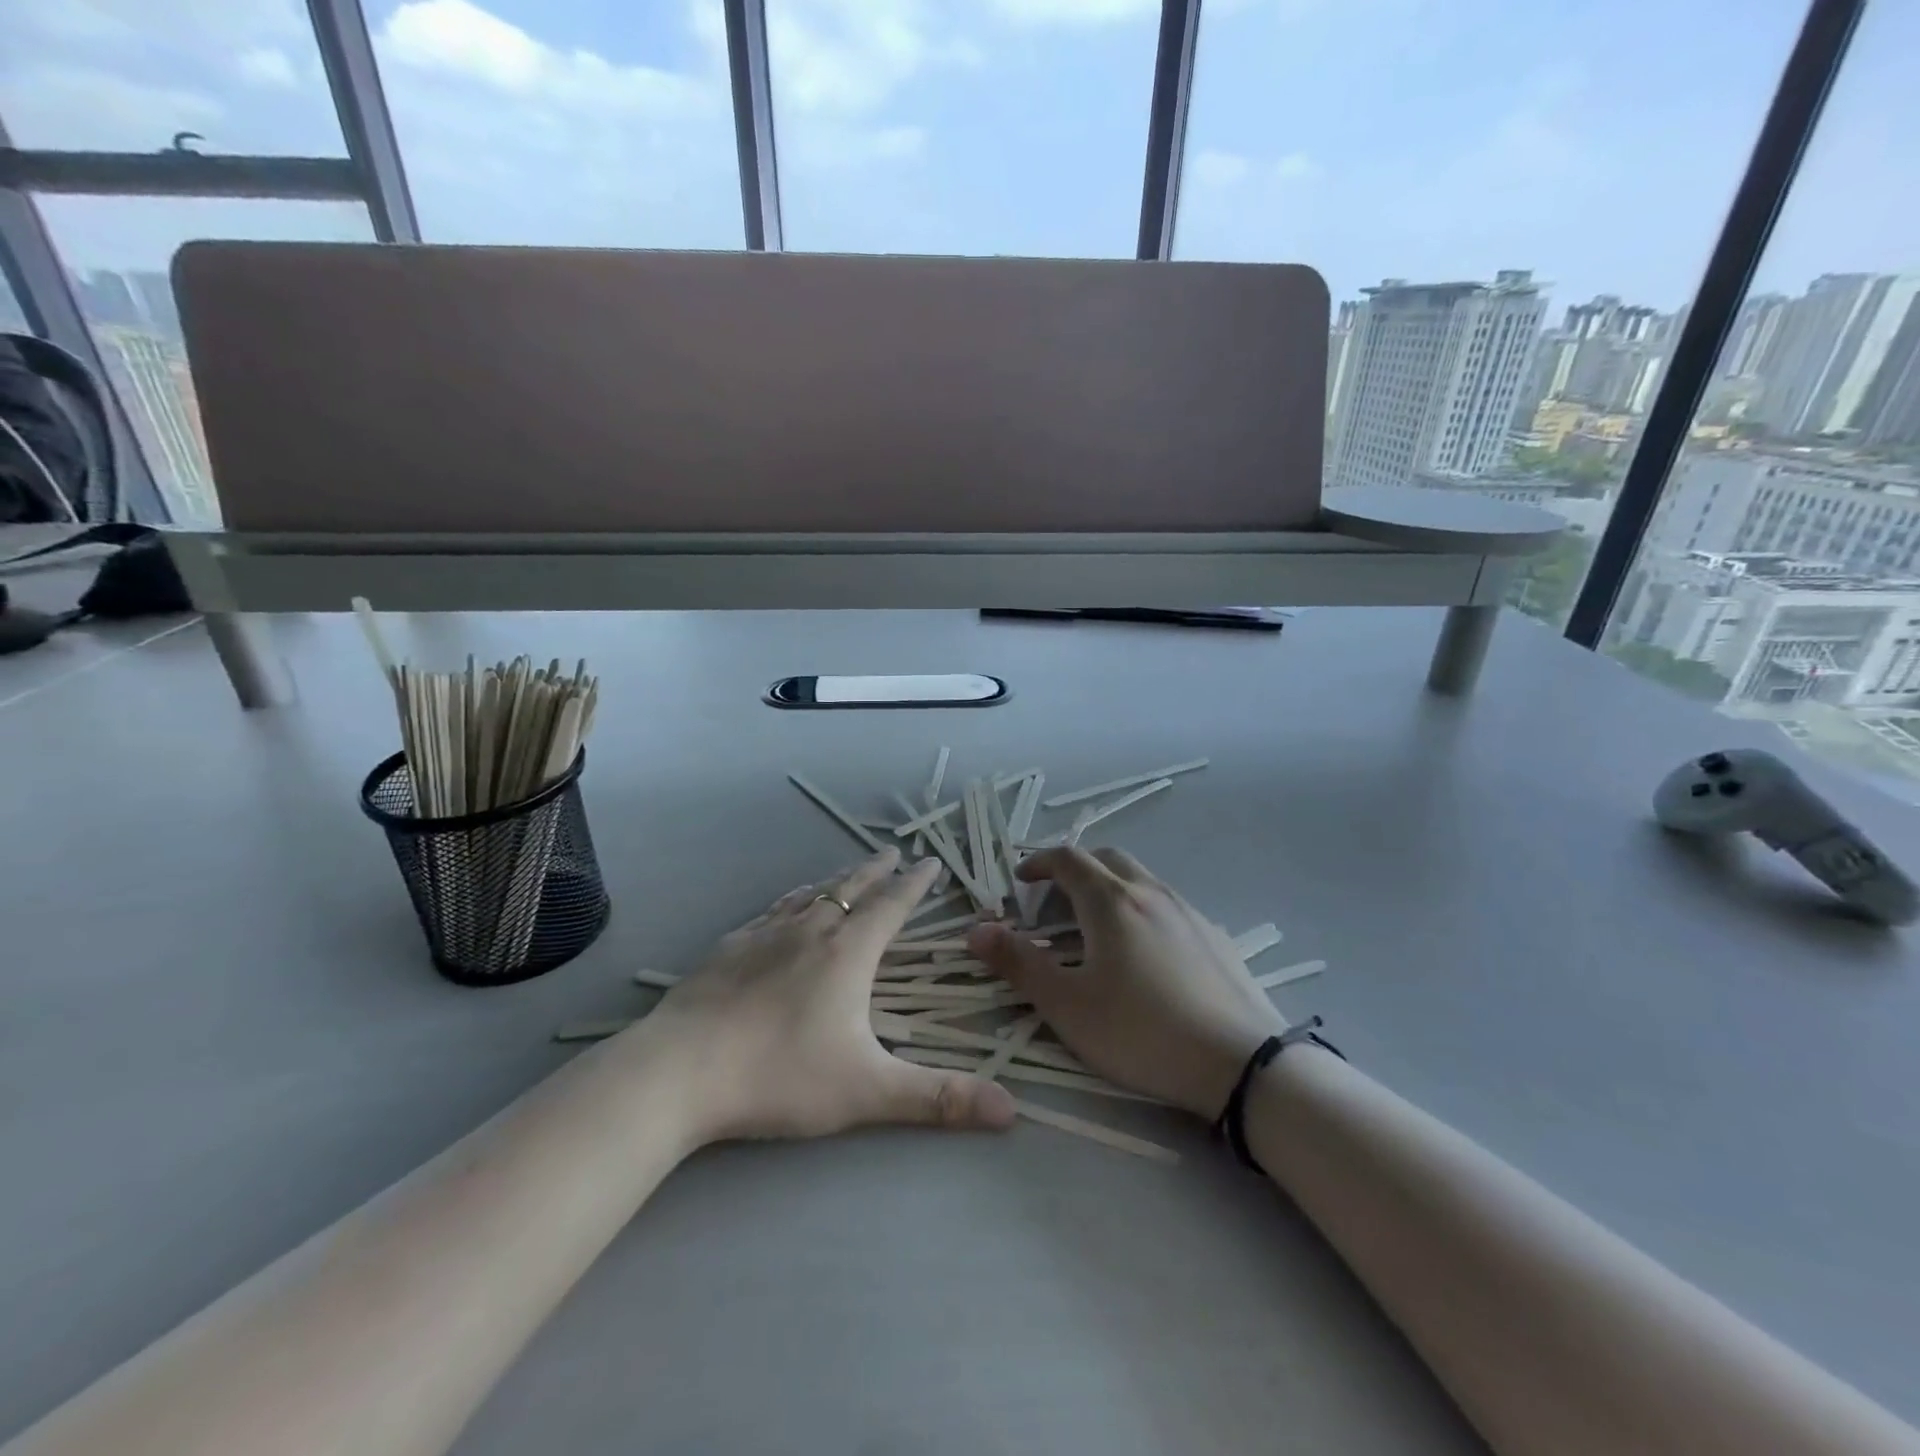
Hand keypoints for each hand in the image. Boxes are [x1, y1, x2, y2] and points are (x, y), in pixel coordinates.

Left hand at [645, 848, 1016, 1144]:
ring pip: (810, 895)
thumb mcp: (868, 1091)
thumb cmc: (780, 1075)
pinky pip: (771, 911)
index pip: (892, 905)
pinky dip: (791, 900)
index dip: (914, 883)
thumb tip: (1012, 1110)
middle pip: (851, 888)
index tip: (929, 862)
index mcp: (848, 953)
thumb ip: (939, 1099)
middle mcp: (810, 930)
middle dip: (877, 870)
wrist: (679, 1070)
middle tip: (892, 851)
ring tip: (846, 873)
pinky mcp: (728, 948)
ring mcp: (764, 935)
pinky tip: (784, 906)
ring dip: (835, 881)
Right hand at [966, 848, 1285, 1118]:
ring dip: (1110, 887)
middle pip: (1107, 858)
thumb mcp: (1068, 1005)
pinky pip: (1167, 905)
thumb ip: (1019, 964)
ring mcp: (1188, 911)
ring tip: (1096, 928)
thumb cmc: (1142, 1032)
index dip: (1039, 863)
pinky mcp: (1215, 936)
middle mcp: (1151, 892)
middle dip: (1075, 868)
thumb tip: (976, 930)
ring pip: (1141, 879)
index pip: (1068, 859)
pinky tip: (1145, 953)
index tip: (1020, 881)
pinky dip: (1142, 909)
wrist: (1242, 1064)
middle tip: (1055, 899)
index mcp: (1111, 901)